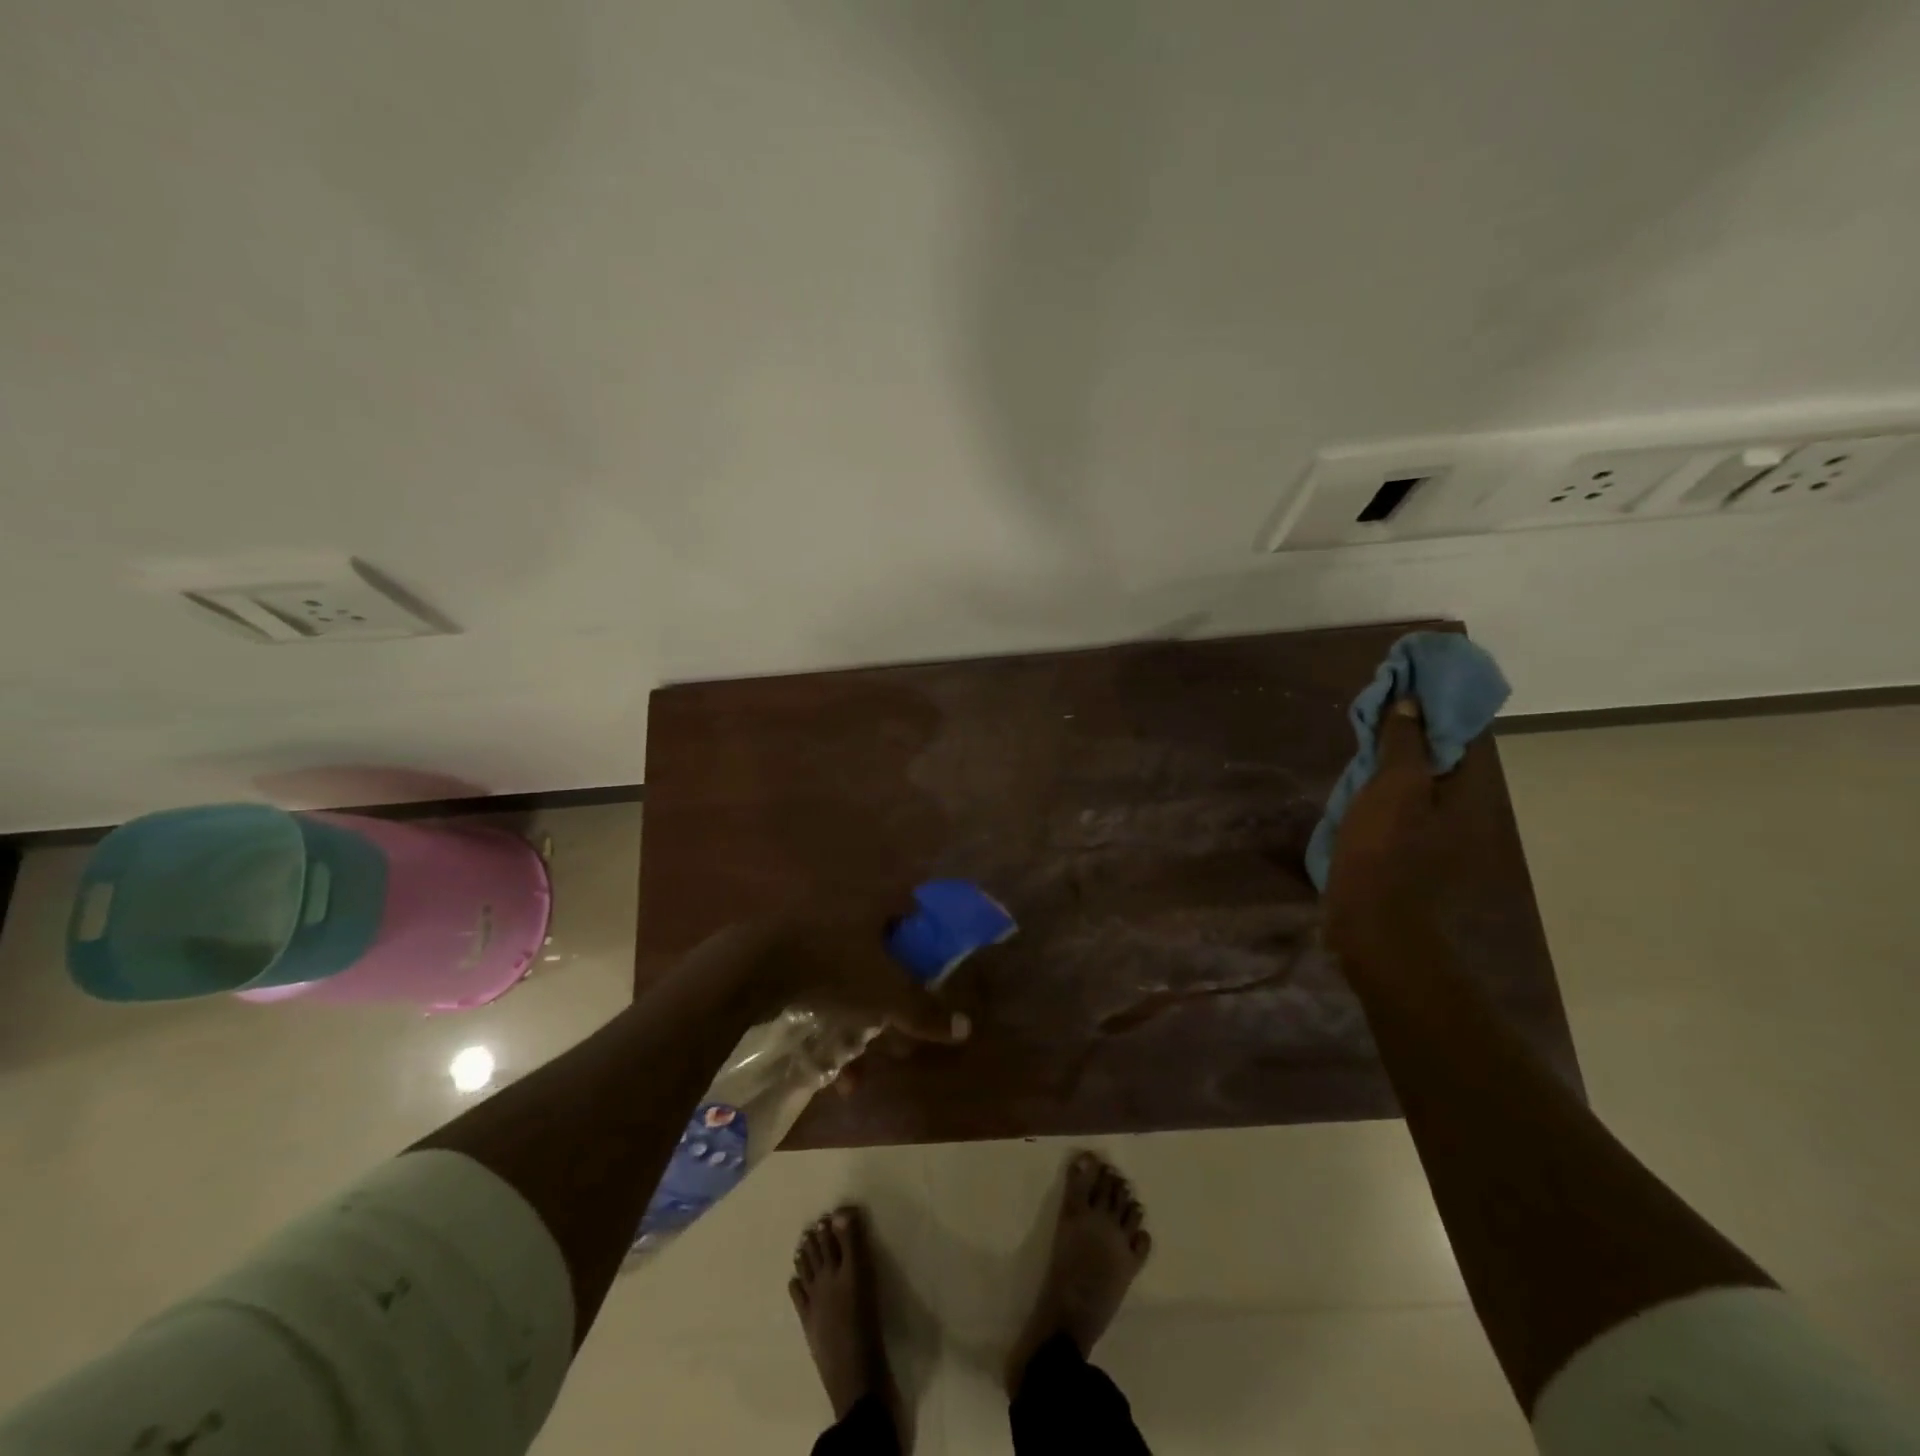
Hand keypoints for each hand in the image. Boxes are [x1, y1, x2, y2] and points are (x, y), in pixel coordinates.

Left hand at [709, 917, 971, 1044]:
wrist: (752, 969)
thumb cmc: (833, 968)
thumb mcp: (886, 994)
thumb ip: (925, 1011)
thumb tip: (966, 1027)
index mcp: (871, 908)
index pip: (907, 910)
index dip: (923, 936)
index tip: (932, 967)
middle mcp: (842, 913)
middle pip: (877, 951)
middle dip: (889, 996)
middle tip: (899, 1026)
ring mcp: (808, 934)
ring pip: (845, 979)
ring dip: (856, 1024)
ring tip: (858, 1067)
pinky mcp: (780, 959)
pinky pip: (815, 993)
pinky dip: (825, 1027)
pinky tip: (826, 1071)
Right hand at [1324, 698, 1455, 959]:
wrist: (1372, 922)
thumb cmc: (1384, 850)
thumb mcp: (1393, 787)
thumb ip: (1404, 743)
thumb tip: (1411, 701)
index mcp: (1468, 790)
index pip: (1461, 731)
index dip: (1436, 702)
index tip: (1407, 680)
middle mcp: (1462, 807)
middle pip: (1441, 754)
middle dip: (1413, 727)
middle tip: (1380, 705)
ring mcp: (1435, 830)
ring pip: (1419, 778)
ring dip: (1396, 755)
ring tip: (1366, 734)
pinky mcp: (1408, 847)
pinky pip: (1402, 801)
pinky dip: (1385, 783)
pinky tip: (1361, 778)